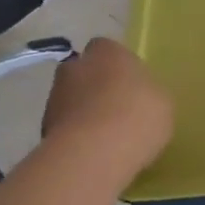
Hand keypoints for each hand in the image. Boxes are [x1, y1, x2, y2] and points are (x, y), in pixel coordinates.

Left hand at [42, 37, 173, 178]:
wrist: (94, 154)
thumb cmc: (137, 117)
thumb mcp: (162, 103)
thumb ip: (147, 94)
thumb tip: (139, 99)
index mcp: (107, 51)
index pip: (108, 49)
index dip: (118, 67)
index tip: (129, 87)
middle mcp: (76, 65)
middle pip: (85, 72)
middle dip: (95, 87)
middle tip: (115, 111)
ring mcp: (55, 96)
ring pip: (71, 99)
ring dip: (82, 112)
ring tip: (103, 139)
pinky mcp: (43, 128)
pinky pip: (64, 127)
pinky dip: (73, 136)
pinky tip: (90, 154)